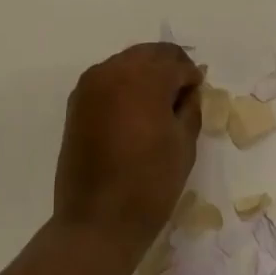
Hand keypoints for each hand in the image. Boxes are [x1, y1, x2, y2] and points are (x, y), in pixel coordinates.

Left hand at [52, 43, 202, 271]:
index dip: (192, 77)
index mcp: (143, 79)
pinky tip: (134, 112)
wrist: (97, 221)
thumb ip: (190, 106)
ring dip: (146, 75)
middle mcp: (113, 71)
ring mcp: (90, 85)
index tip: (197, 96)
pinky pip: (108, 79)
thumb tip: (188, 90)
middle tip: (181, 96)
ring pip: (127, 62)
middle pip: (149, 54)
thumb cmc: (150, 184)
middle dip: (169, 68)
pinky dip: (124, 85)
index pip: (176, 62)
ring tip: (158, 106)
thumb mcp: (184, 144)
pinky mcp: (77, 103)